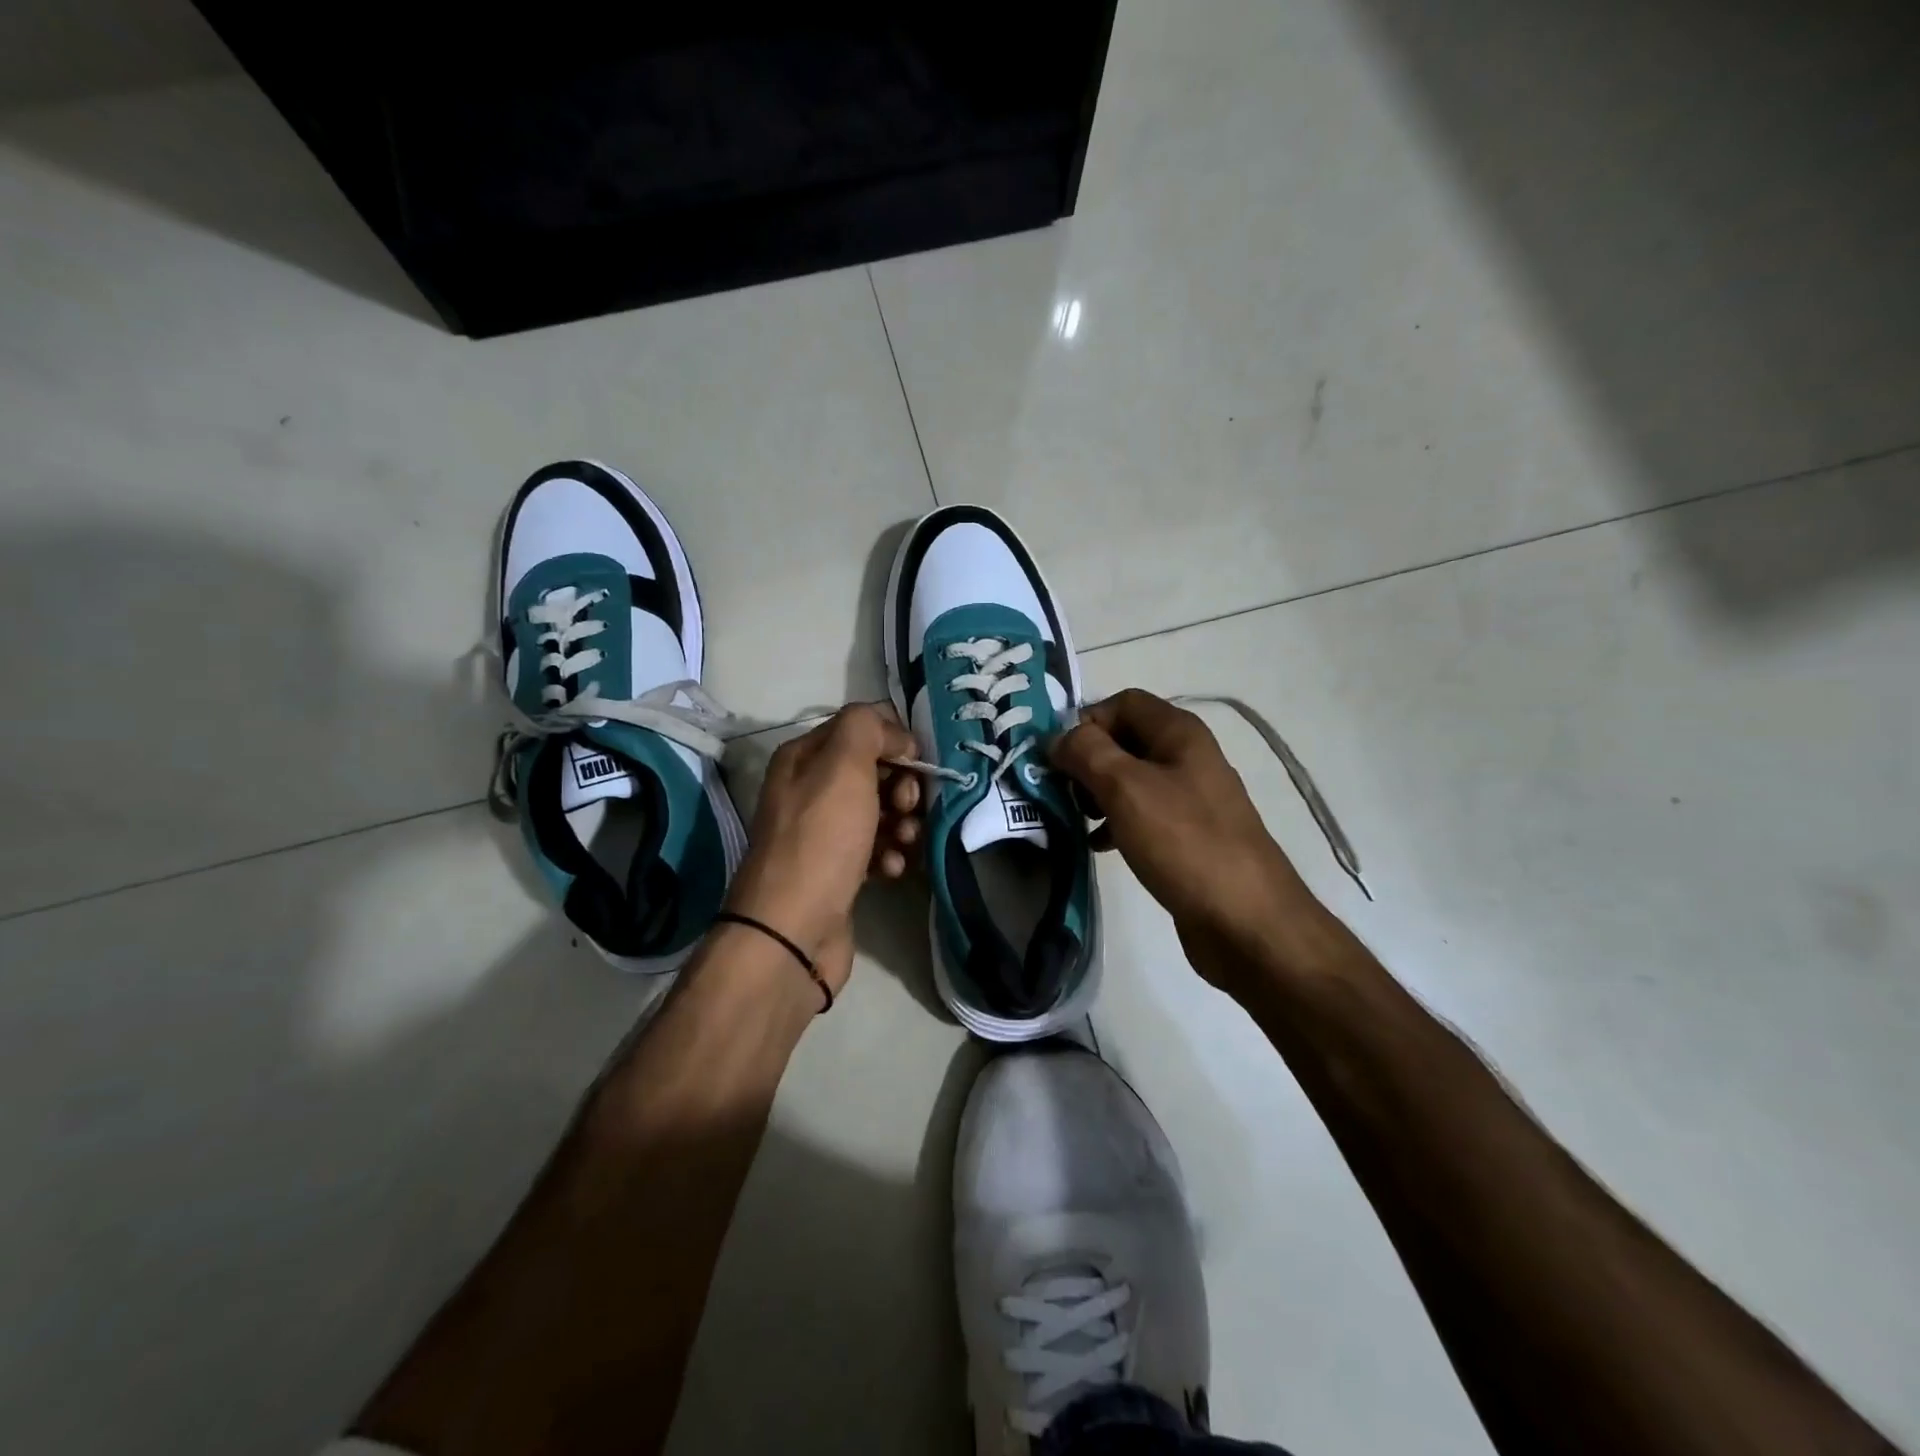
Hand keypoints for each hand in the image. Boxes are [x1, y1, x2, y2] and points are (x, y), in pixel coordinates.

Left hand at [724, 703, 922, 994]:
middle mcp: (808, 790)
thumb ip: (868, 729)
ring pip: (879, 811)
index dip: (894, 741)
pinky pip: (875, 848)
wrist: (793, 931)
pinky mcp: (837, 870)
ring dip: (902, 823)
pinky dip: (889, 854)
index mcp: (803, 758)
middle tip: (908, 807)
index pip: (860, 728)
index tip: (917, 764)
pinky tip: (891, 869)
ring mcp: (822, 833)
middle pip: (873, 771)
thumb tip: (897, 737)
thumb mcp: (843, 767)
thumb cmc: (820, 840)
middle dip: (901, 786)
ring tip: (905, 842)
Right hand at [1050, 690, 1318, 984]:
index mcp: (1179, 733)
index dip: (1086, 722)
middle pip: (1124, 740)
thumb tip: (1059, 738)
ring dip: (1097, 794)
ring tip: (1076, 820)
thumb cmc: (1184, 843)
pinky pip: (1142, 815)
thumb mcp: (1126, 788)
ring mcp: (1190, 799)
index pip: (1122, 702)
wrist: (1246, 921)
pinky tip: (1099, 846)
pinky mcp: (1187, 836)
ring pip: (1130, 780)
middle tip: (1061, 792)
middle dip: (1087, 761)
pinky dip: (1115, 823)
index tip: (1058, 758)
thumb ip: (1086, 753)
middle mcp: (1187, 757)